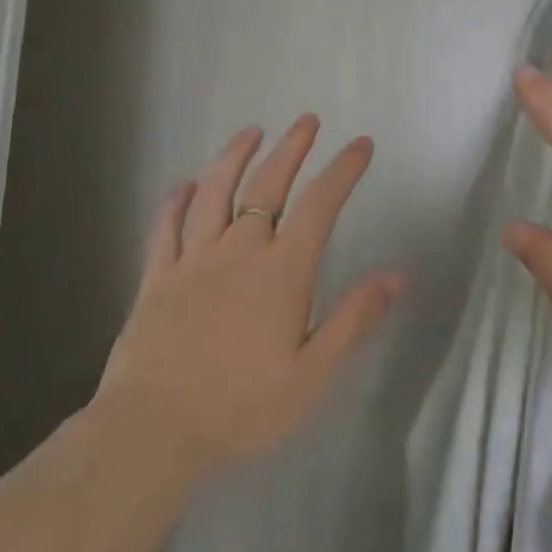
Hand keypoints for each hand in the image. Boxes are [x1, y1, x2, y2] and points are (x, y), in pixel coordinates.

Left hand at [95, 116, 402, 482]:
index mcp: (282, 271)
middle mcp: (239, 251)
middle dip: (291, 148)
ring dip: (234, 157)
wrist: (153, 431)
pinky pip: (166, 229)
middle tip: (306, 120)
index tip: (361, 144)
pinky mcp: (157, 278)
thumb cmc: (242, 407)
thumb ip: (354, 320)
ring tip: (250, 132)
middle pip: (268, 185)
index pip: (320, 204)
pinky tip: (182, 185)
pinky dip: (175, 202)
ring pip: (215, 193)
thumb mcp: (312, 374)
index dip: (343, 169)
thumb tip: (398, 274)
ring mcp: (193, 261)